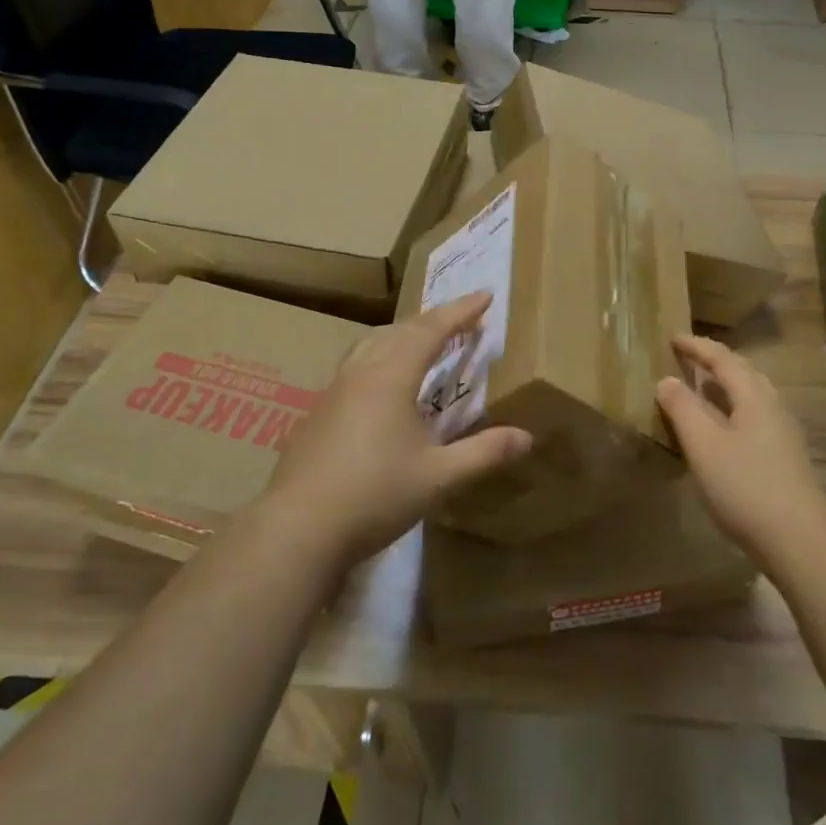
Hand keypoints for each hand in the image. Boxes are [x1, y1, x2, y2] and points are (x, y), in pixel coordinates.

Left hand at [258, 293, 531, 571]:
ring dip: (402, 335)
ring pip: (371, 345)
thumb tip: (527, 437)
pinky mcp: (317, 414)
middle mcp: (361, 373)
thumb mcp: (439, 477)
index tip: (485, 295)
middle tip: (461, 319)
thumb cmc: (375, 495)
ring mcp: (334, 392)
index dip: (460, 312)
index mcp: (391, 377)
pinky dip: (381, 357)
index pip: (431, 330)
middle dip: (434, 320)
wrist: (298, 529)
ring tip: (422, 341)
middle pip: (400, 331)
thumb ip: (484, 453)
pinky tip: (382, 387)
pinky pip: (356, 366)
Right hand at [655, 334, 825, 568]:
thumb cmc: (746, 487)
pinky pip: (753, 417)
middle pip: (743, 373)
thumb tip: (666, 379)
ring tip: (700, 387)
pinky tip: (720, 428)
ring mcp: (782, 434)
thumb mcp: (704, 445)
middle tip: (687, 357)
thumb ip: (683, 409)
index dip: (697, 347)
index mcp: (754, 397)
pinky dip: (731, 409)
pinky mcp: (784, 458)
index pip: (723, 359)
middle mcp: (773, 407)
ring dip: (724, 386)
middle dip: (714, 361)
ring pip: (751, 396)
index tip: (672, 337)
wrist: (801, 541)